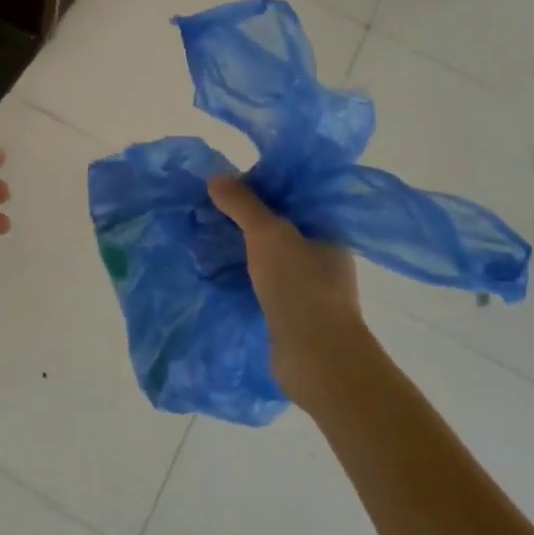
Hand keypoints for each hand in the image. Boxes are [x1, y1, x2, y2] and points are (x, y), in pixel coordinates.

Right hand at [208, 174, 371, 411]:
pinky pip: (262, 285)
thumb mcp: (268, 233)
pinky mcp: (291, 315)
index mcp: (328, 231)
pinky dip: (242, 278)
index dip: (261, 188)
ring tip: (205, 240)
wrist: (315, 357)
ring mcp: (308, 289)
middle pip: (279, 228)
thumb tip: (217, 177)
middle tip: (208, 212)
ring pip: (269, 259)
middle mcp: (323, 258)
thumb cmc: (300, 285)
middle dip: (245, 221)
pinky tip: (216, 274)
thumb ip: (243, 203)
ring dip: (241, 251)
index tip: (226, 187)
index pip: (293, 198)